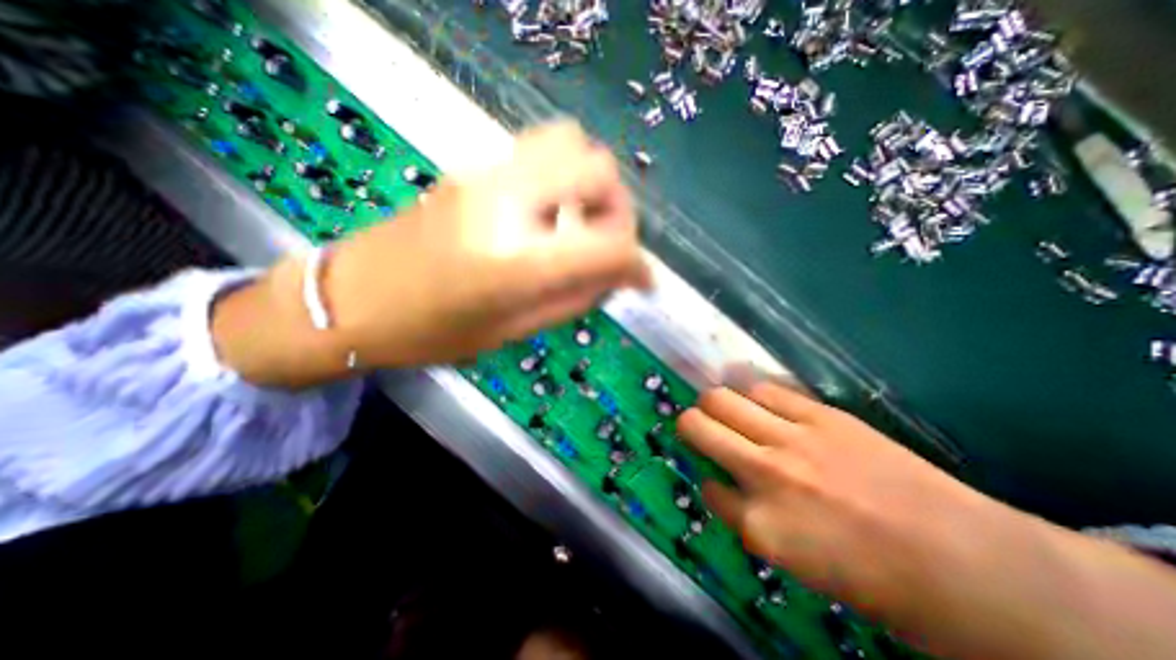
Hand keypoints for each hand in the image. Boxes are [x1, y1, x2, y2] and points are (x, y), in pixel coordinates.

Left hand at [323, 121, 652, 367]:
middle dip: (619, 210)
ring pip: (571, 143)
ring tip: (582, 222)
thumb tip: (612, 276)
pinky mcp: (474, 166)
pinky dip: (565, 176)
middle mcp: (507, 201)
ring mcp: (487, 173)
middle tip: (608, 244)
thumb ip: (572, 299)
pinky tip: (551, 212)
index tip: (644, 282)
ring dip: (592, 184)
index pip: (608, 246)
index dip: (638, 265)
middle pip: (598, 168)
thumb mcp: (513, 330)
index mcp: (516, 260)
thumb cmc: (431, 332)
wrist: (354, 299)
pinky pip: (540, 150)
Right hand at [676, 384, 1025, 620]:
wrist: (970, 565)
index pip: (706, 485)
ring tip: (721, 408)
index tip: (717, 477)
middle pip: (697, 426)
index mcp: (760, 526)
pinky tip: (754, 397)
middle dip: (689, 425)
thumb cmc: (878, 581)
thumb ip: (749, 519)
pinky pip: (764, 388)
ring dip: (713, 403)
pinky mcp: (821, 415)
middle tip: (698, 427)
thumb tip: (724, 485)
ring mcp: (793, 439)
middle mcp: (765, 474)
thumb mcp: (797, 563)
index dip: (709, 479)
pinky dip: (750, 391)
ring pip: (721, 398)